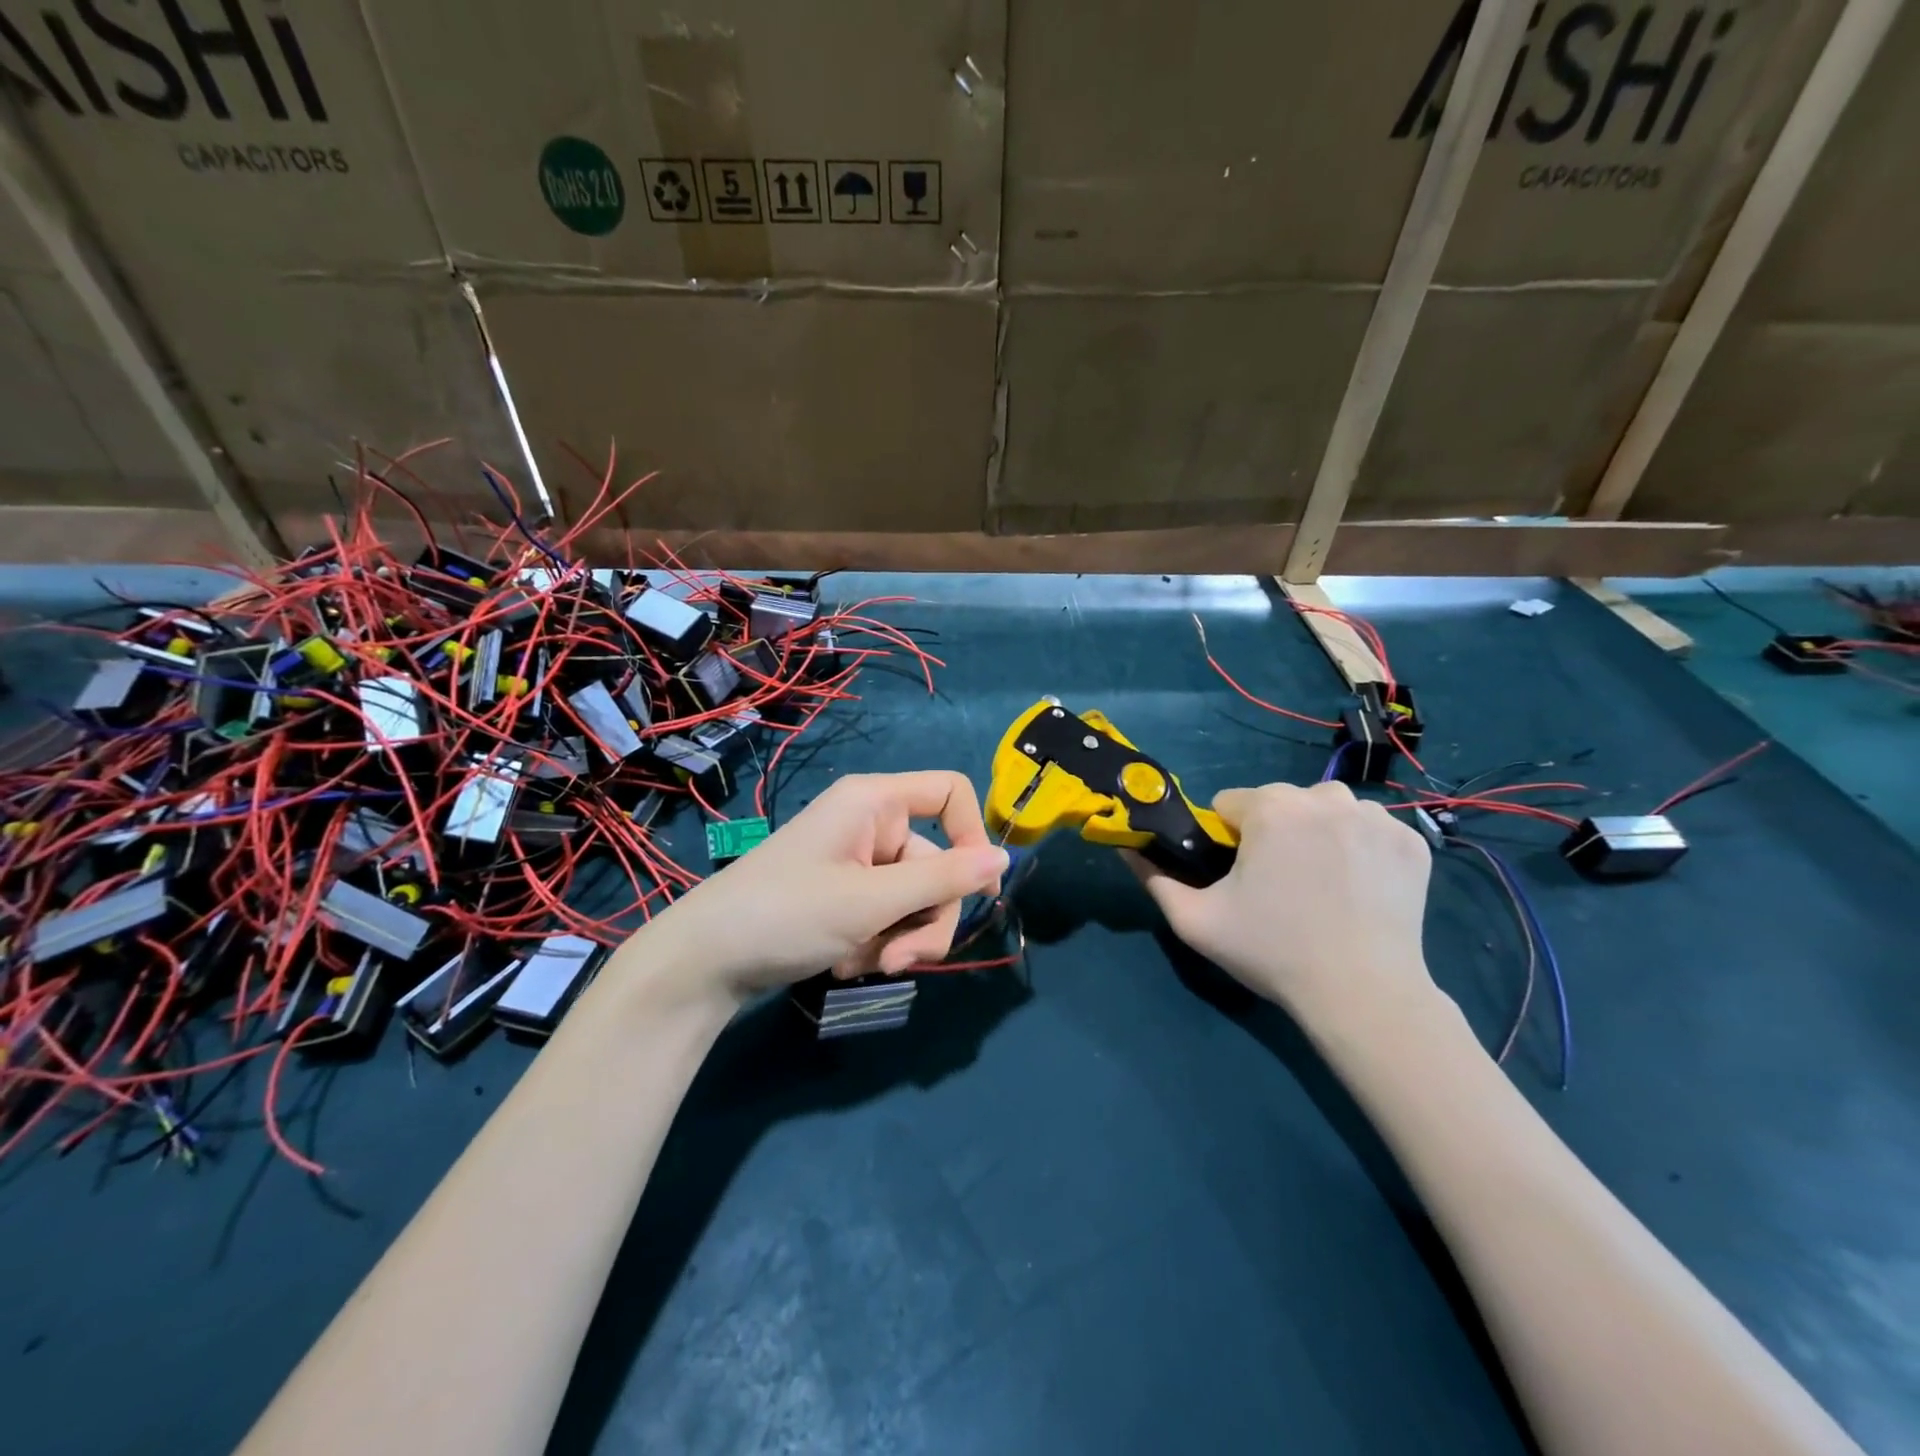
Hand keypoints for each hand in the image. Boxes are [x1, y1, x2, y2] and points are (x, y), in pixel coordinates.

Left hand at [663, 771, 1008, 997]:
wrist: (707, 962)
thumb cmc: (787, 914)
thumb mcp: (872, 901)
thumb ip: (943, 880)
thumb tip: (1005, 859)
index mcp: (875, 802)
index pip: (950, 793)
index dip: (972, 836)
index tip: (976, 889)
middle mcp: (872, 825)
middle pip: (938, 865)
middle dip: (925, 919)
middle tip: (899, 959)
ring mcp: (860, 864)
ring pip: (917, 900)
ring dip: (901, 938)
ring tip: (865, 963)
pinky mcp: (848, 897)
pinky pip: (890, 916)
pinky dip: (877, 943)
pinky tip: (844, 963)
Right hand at [1134, 781, 1434, 1020]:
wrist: (1364, 994)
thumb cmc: (1272, 952)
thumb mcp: (1195, 921)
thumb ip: (1154, 878)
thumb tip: (1126, 847)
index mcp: (1271, 807)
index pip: (1230, 804)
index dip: (1225, 840)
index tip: (1237, 877)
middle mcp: (1325, 797)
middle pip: (1279, 803)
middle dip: (1271, 833)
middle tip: (1278, 887)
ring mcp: (1376, 816)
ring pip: (1325, 811)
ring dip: (1316, 834)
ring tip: (1320, 885)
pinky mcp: (1411, 841)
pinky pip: (1368, 829)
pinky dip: (1359, 848)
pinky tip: (1358, 887)